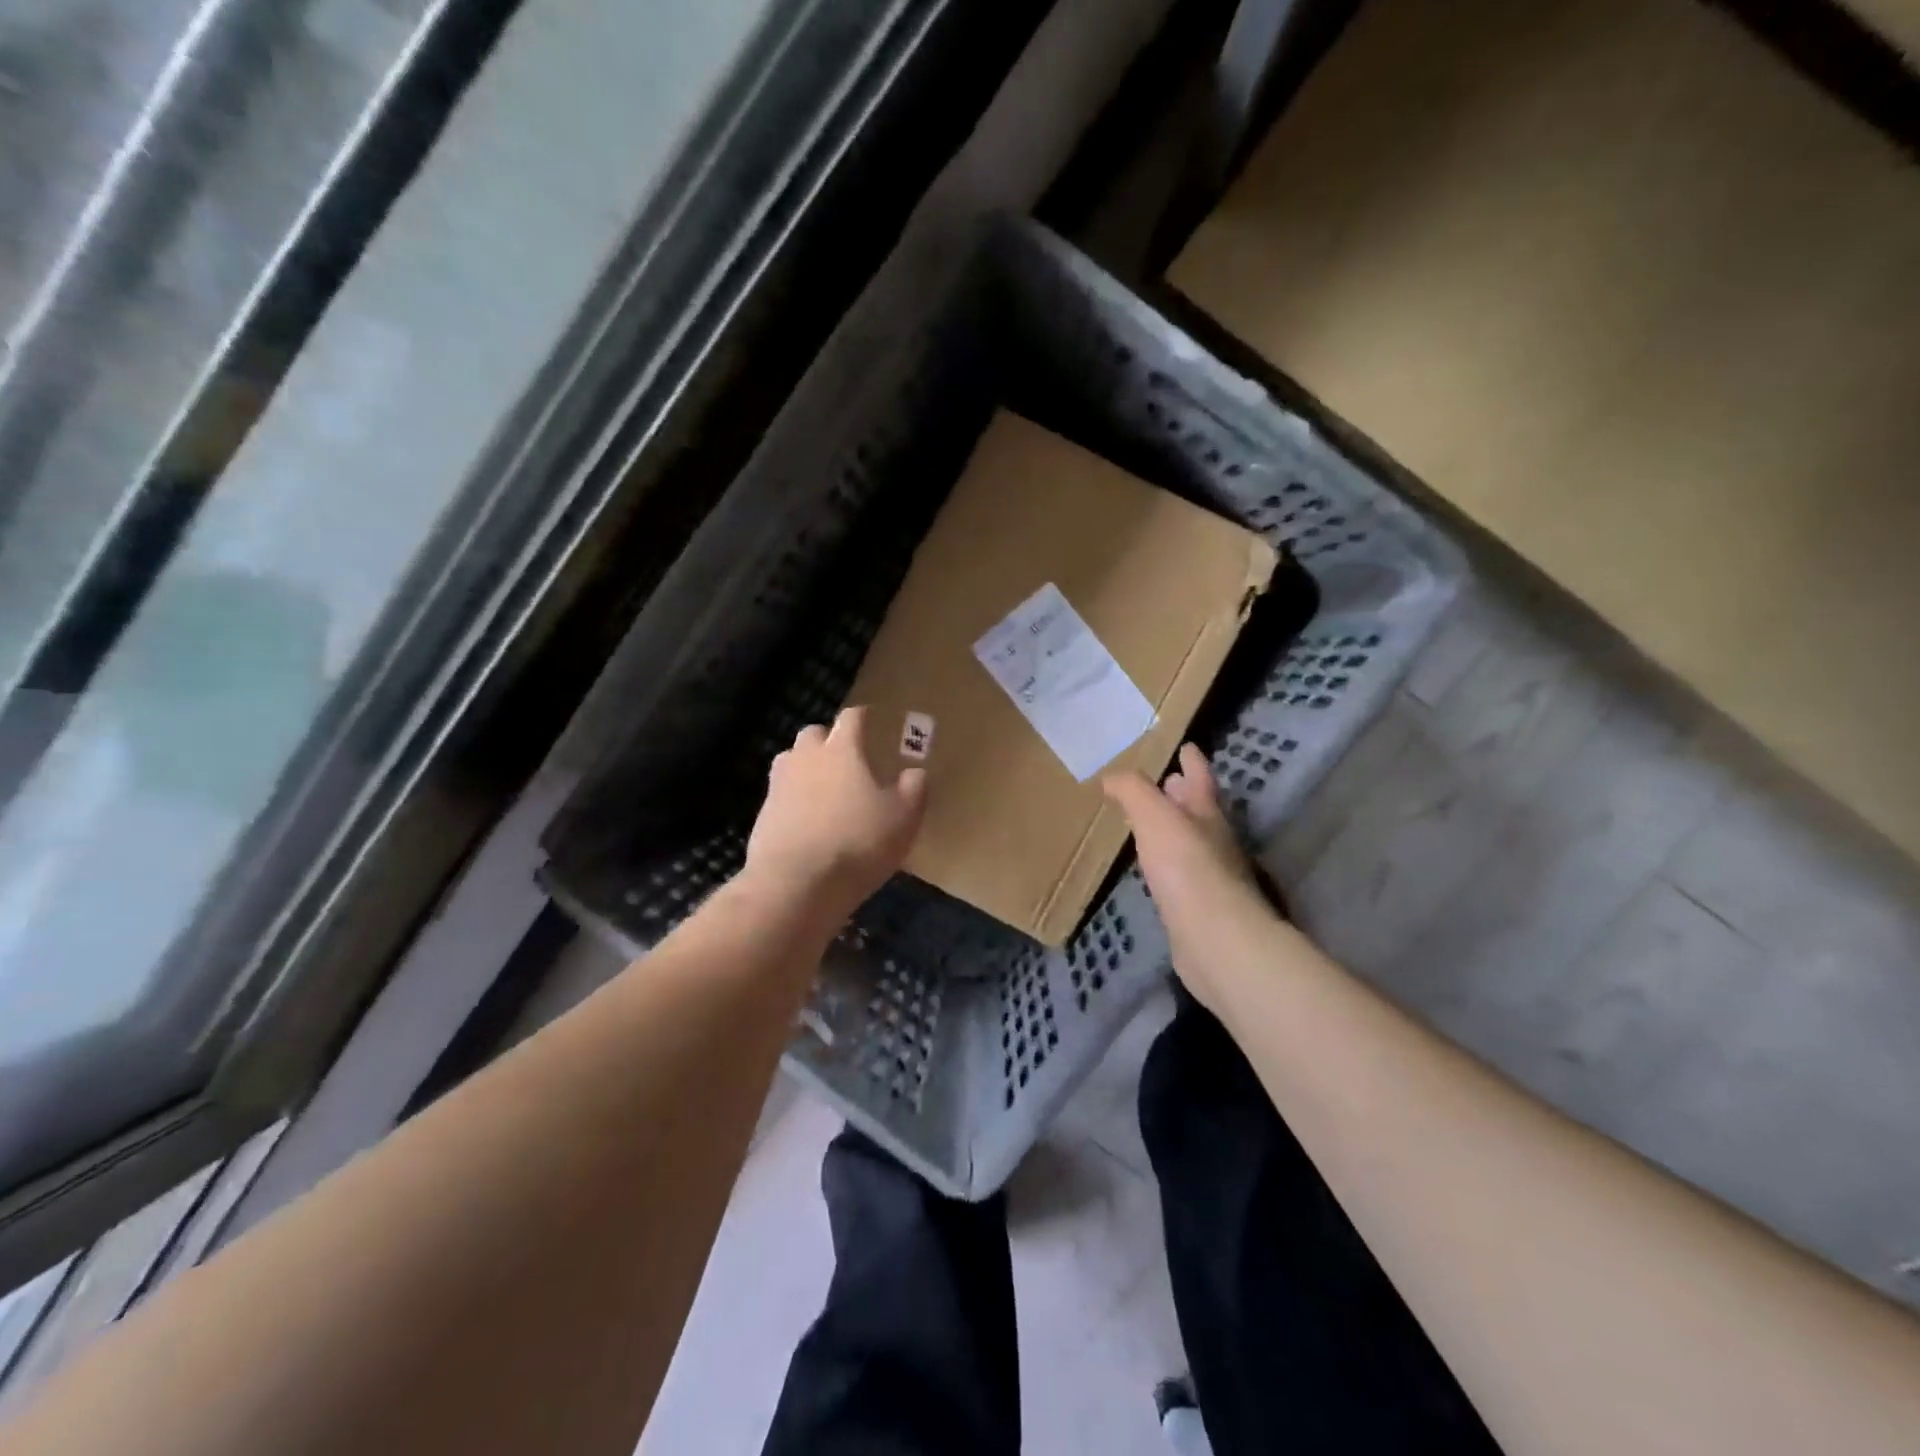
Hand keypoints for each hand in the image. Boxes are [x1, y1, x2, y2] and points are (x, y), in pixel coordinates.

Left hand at [746, 706, 927, 920]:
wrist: (796, 884)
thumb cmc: (858, 842)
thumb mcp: (904, 818)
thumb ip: (914, 788)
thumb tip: (915, 773)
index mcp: (842, 749)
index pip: (852, 718)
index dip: (864, 716)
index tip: (872, 719)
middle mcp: (806, 757)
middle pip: (814, 733)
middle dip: (829, 739)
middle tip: (847, 757)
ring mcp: (779, 784)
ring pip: (791, 760)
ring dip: (807, 766)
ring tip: (825, 787)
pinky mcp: (763, 814)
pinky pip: (781, 794)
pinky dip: (793, 799)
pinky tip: (807, 820)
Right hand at [1104, 743, 1278, 1013]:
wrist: (1214, 938)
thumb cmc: (1186, 867)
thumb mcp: (1154, 816)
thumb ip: (1133, 791)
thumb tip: (1111, 776)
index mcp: (1207, 813)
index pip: (1200, 777)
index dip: (1193, 761)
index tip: (1187, 746)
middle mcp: (1214, 840)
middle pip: (1199, 810)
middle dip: (1183, 795)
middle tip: (1165, 782)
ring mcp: (1210, 876)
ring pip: (1190, 842)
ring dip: (1174, 829)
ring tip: (1150, 823)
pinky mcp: (1199, 907)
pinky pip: (1180, 874)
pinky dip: (1168, 863)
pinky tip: (1153, 870)